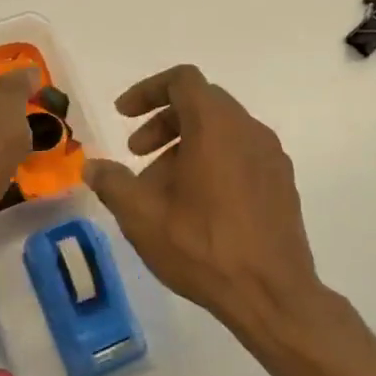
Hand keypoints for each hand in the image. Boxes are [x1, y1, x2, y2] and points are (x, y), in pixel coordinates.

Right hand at [83, 65, 322, 336]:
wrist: (272, 295)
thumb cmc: (203, 247)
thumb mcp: (143, 217)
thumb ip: (113, 183)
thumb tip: (92, 166)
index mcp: (216, 126)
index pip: (183, 80)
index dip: (148, 90)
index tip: (123, 115)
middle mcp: (249, 130)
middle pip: (202, 103)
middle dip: (163, 121)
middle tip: (136, 153)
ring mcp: (272, 156)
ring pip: (222, 131)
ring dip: (186, 145)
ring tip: (162, 189)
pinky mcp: (283, 183)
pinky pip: (242, 154)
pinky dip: (213, 161)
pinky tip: (197, 206)